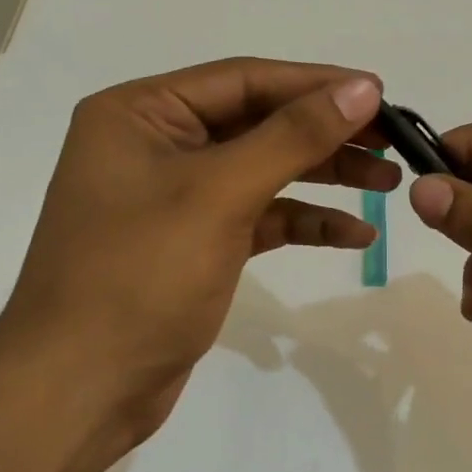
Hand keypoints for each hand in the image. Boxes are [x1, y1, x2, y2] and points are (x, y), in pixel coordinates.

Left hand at [0, 57, 397, 454]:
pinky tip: (354, 234)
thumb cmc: (139, 276)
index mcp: (141, 114)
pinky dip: (304, 222)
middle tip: (392, 143)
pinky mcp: (196, 242)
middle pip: (259, 123)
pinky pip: (260, 217)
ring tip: (388, 184)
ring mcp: (176, 196)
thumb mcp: (220, 194)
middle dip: (326, 134)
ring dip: (324, 177)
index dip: (316, 84)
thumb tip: (363, 87)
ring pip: (265, 170)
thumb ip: (294, 136)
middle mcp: (156, 145)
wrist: (79, 391)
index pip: (244, 81)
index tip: (380, 92)